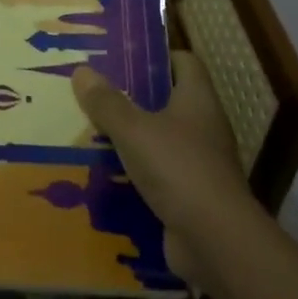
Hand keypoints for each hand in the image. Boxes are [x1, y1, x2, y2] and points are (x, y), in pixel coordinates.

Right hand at [72, 50, 246, 282]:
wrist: (216, 242)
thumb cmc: (178, 169)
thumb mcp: (133, 130)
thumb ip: (107, 102)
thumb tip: (82, 71)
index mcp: (197, 100)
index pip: (184, 62)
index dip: (157, 56)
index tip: (123, 57)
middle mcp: (204, 127)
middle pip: (168, 101)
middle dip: (133, 99)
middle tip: (95, 94)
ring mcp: (201, 164)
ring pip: (160, 141)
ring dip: (131, 140)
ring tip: (91, 133)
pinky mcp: (192, 198)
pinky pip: (159, 178)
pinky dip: (136, 176)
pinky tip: (105, 176)